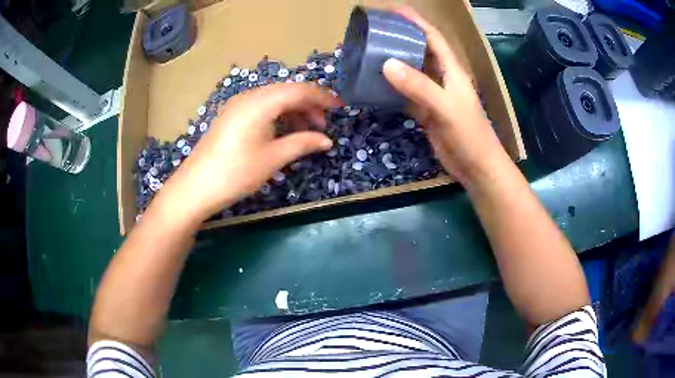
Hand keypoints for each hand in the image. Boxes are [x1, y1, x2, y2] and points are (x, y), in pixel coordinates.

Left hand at [158, 83, 340, 221]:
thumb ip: (303, 143)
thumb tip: (327, 140)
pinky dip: (278, 116)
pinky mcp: (231, 116)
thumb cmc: (236, 173)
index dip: (322, 97)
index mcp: (261, 102)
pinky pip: (261, 108)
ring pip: (274, 99)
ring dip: (293, 111)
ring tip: (306, 132)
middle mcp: (249, 96)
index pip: (299, 90)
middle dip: (309, 105)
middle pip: (287, 92)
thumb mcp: (273, 158)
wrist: (195, 188)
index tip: (340, 108)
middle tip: (323, 126)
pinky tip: (283, 132)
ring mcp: (237, 105)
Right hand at [383, 7, 509, 184]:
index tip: (391, 11)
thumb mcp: (446, 108)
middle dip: (398, 38)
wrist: (476, 168)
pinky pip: (404, 93)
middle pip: (418, 51)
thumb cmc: (470, 136)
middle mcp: (442, 78)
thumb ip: (419, 86)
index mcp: (452, 70)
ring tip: (367, 54)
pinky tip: (373, 85)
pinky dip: (390, 88)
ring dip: (391, 63)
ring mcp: (433, 95)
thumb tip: (386, 64)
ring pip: (410, 72)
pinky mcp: (426, 112)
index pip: (433, 37)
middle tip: (372, 32)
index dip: (414, 21)